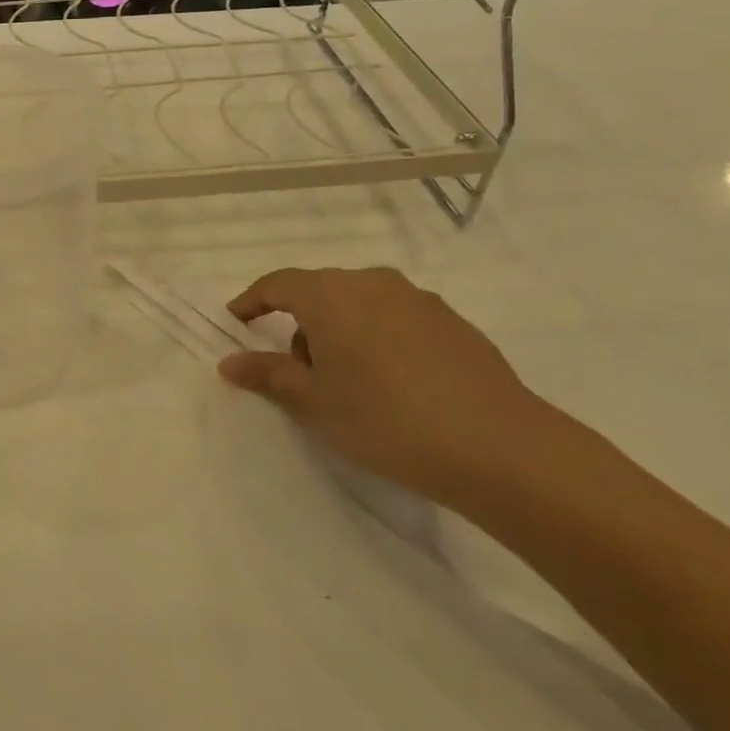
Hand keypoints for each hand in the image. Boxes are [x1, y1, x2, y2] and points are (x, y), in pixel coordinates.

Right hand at [218, 267, 565, 510]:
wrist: (499, 447)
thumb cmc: (385, 420)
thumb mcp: (314, 403)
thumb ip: (268, 375)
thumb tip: (230, 362)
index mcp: (330, 295)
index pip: (276, 284)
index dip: (250, 302)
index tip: (235, 323)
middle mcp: (372, 283)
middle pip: (319, 292)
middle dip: (300, 325)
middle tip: (299, 374)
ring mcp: (418, 299)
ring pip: (359, 304)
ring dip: (341, 332)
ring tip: (350, 384)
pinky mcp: (453, 322)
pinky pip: (396, 319)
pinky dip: (378, 339)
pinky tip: (394, 385)